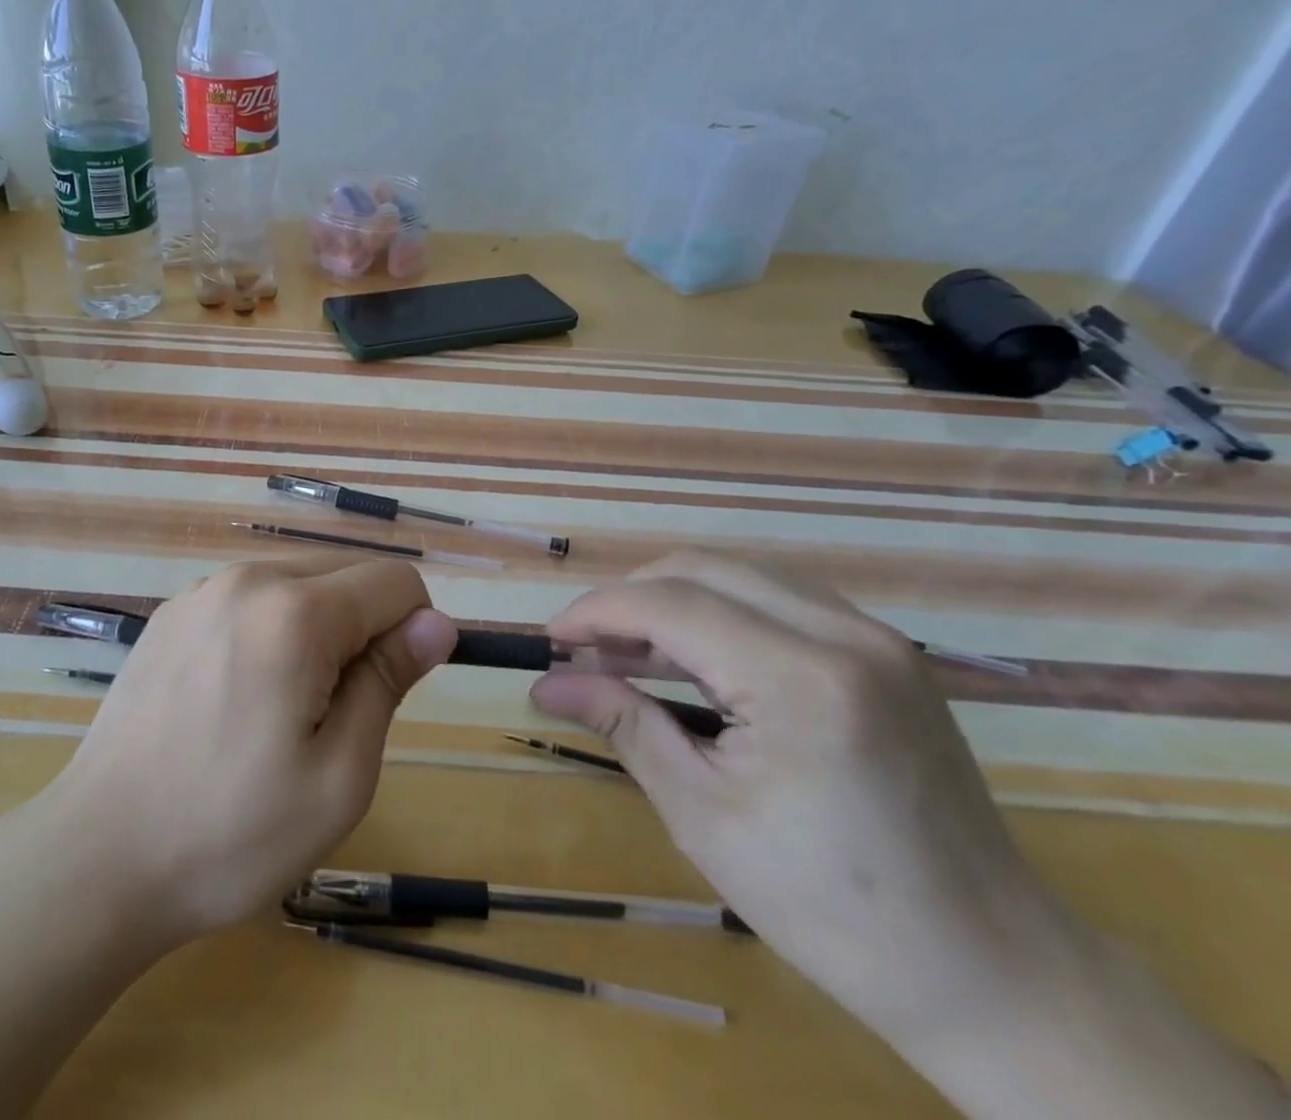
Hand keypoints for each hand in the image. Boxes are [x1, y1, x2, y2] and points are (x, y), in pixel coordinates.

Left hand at [48, 557, 457, 943]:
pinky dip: (271, 628)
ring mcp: (202, 590)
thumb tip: (438, 623)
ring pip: (298, 581)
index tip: (388, 693)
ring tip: (283, 708)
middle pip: (347, 573)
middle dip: (365, 628)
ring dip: (318, 628)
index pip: (396, 581)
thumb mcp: (339, 775)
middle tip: (333, 713)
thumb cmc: (231, 833)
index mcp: (295, 612)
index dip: (414, 631)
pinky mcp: (172, 612)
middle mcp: (248, 578)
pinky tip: (237, 696)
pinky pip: (251, 597)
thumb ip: (389, 681)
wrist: (97, 858)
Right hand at [531, 555, 1070, 1053]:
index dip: (598, 611)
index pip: (672, 604)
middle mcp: (846, 635)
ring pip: (741, 574)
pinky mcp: (887, 652)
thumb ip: (623, 724)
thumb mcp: (703, 817)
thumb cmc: (832, 909)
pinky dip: (721, 610)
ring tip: (629, 652)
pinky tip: (696, 657)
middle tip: (585, 649)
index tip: (549, 638)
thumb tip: (547, 684)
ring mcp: (876, 637)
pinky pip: (780, 598)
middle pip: (703, 569)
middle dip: (630, 598)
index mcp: (803, 680)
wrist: (993, 972)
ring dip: (673, 598)